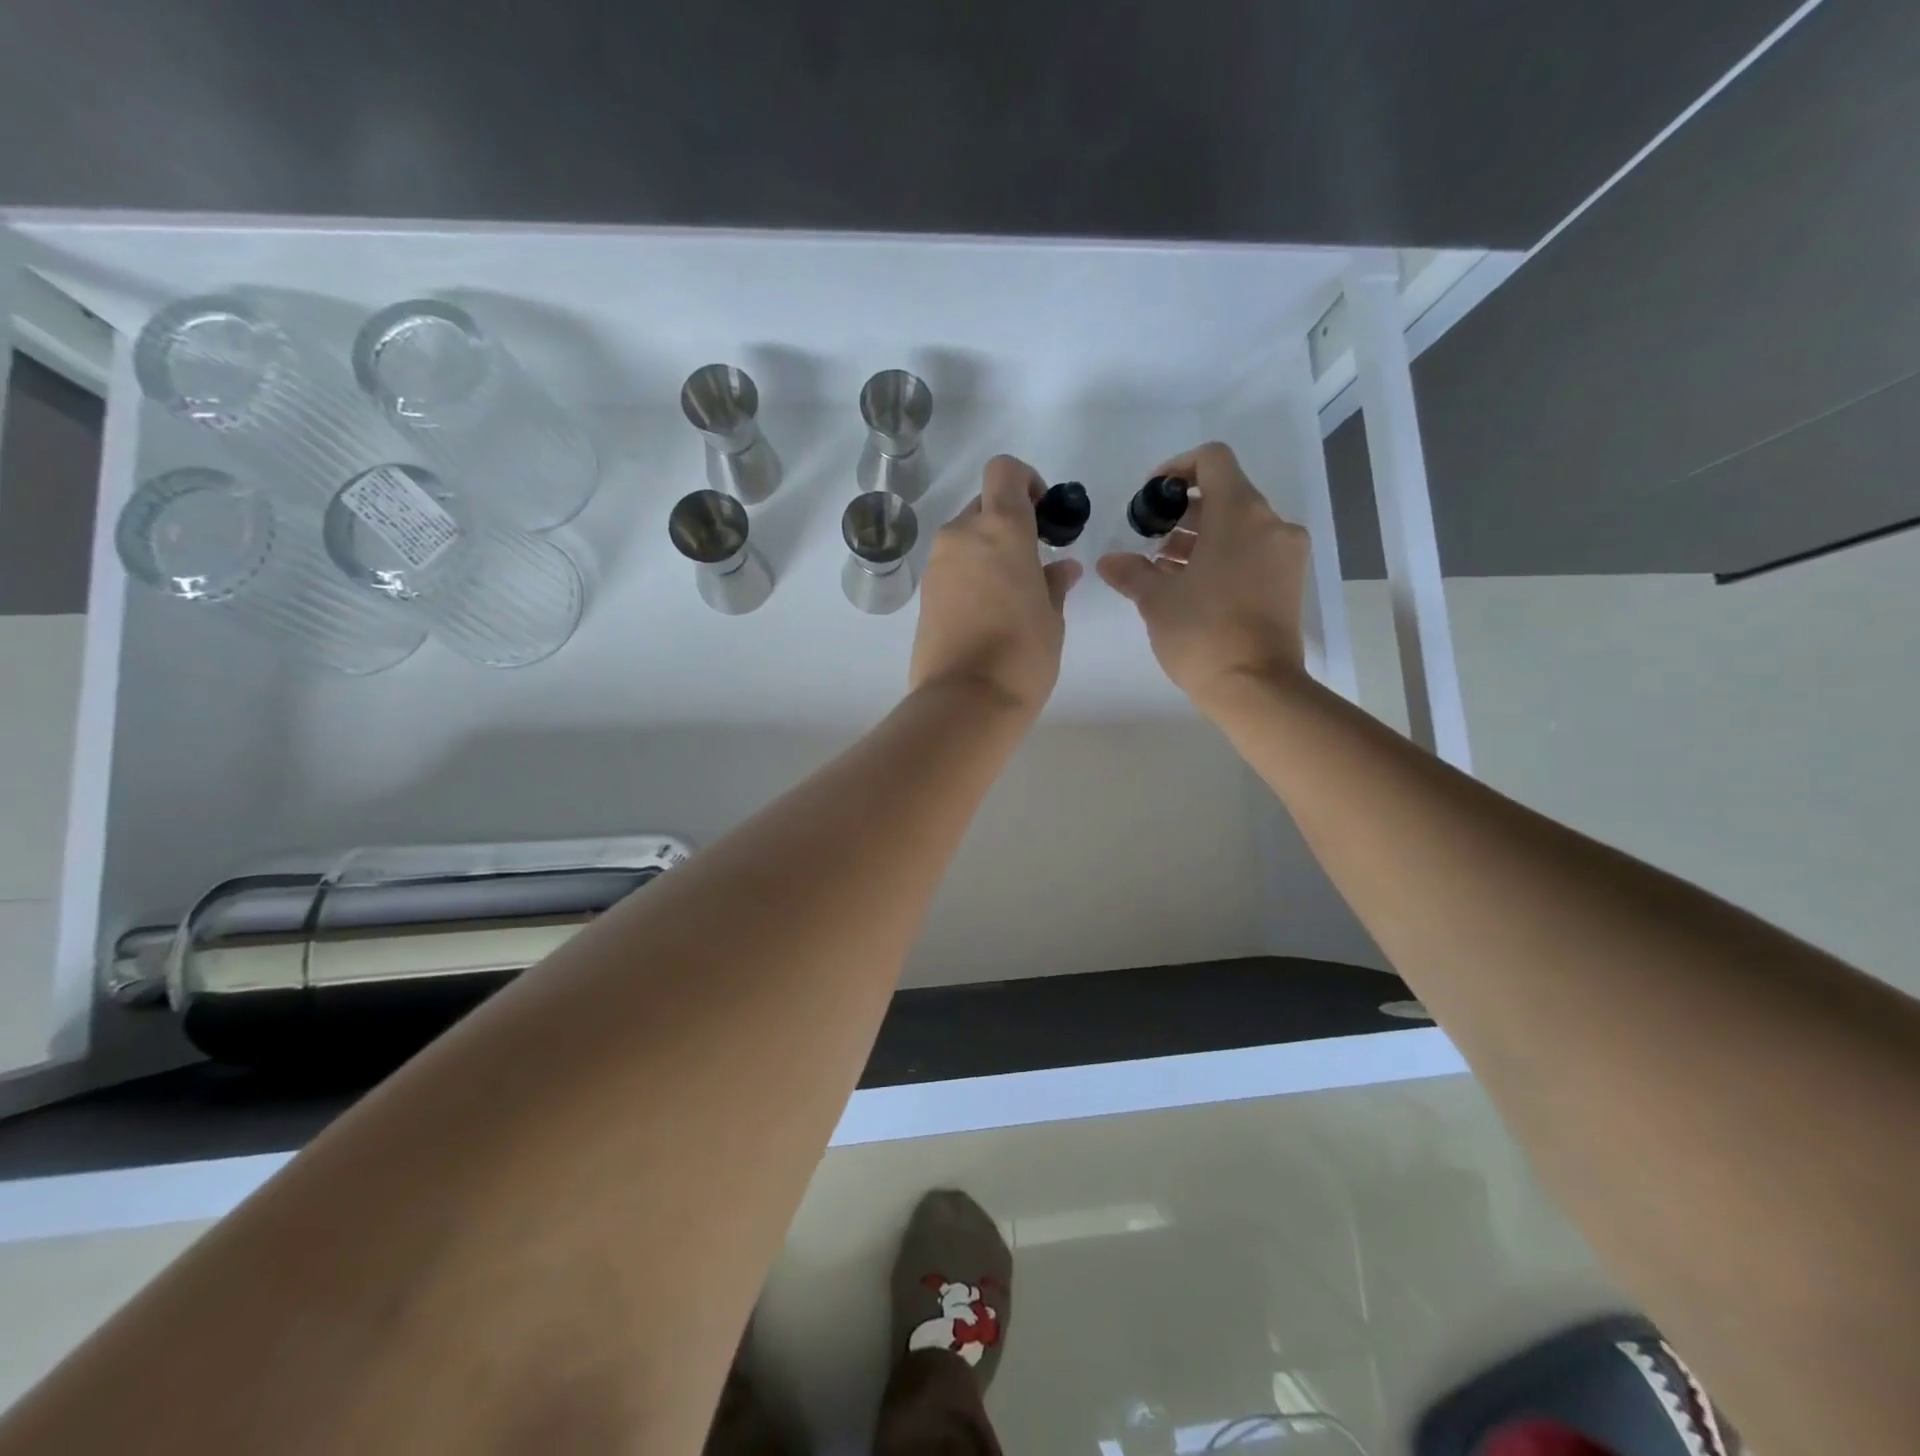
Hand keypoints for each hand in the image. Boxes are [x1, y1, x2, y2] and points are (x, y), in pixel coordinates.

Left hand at [910, 454, 1081, 716]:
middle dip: (1008, 523)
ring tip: (1011, 594)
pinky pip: (952, 568)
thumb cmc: (1022, 654)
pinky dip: (970, 575)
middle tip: (1032, 562)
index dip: (1026, 481)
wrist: (965, 701)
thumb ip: (1054, 583)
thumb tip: (1060, 569)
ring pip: (965, 539)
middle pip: (984, 506)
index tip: (1043, 514)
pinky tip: (988, 613)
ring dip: (987, 551)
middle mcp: (961, 535)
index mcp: (1000, 528)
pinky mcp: (924, 595)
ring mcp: (937, 565)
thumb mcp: (1052, 617)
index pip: (1005, 471)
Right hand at [1097, 442, 1309, 711]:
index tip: (1151, 498)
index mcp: (1240, 513)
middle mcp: (1270, 524)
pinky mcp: (1289, 582)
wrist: (1256, 687)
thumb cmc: (1203, 633)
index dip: (1176, 468)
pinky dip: (1222, 557)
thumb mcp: (1156, 600)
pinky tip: (1191, 587)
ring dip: (1201, 538)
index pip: (1212, 459)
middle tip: (1150, 540)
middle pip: (1225, 494)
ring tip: (1164, 569)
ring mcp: (1285, 554)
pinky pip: (1252, 552)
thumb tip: (1109, 561)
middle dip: (1183, 512)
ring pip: (1239, 527)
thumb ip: (1131, 572)